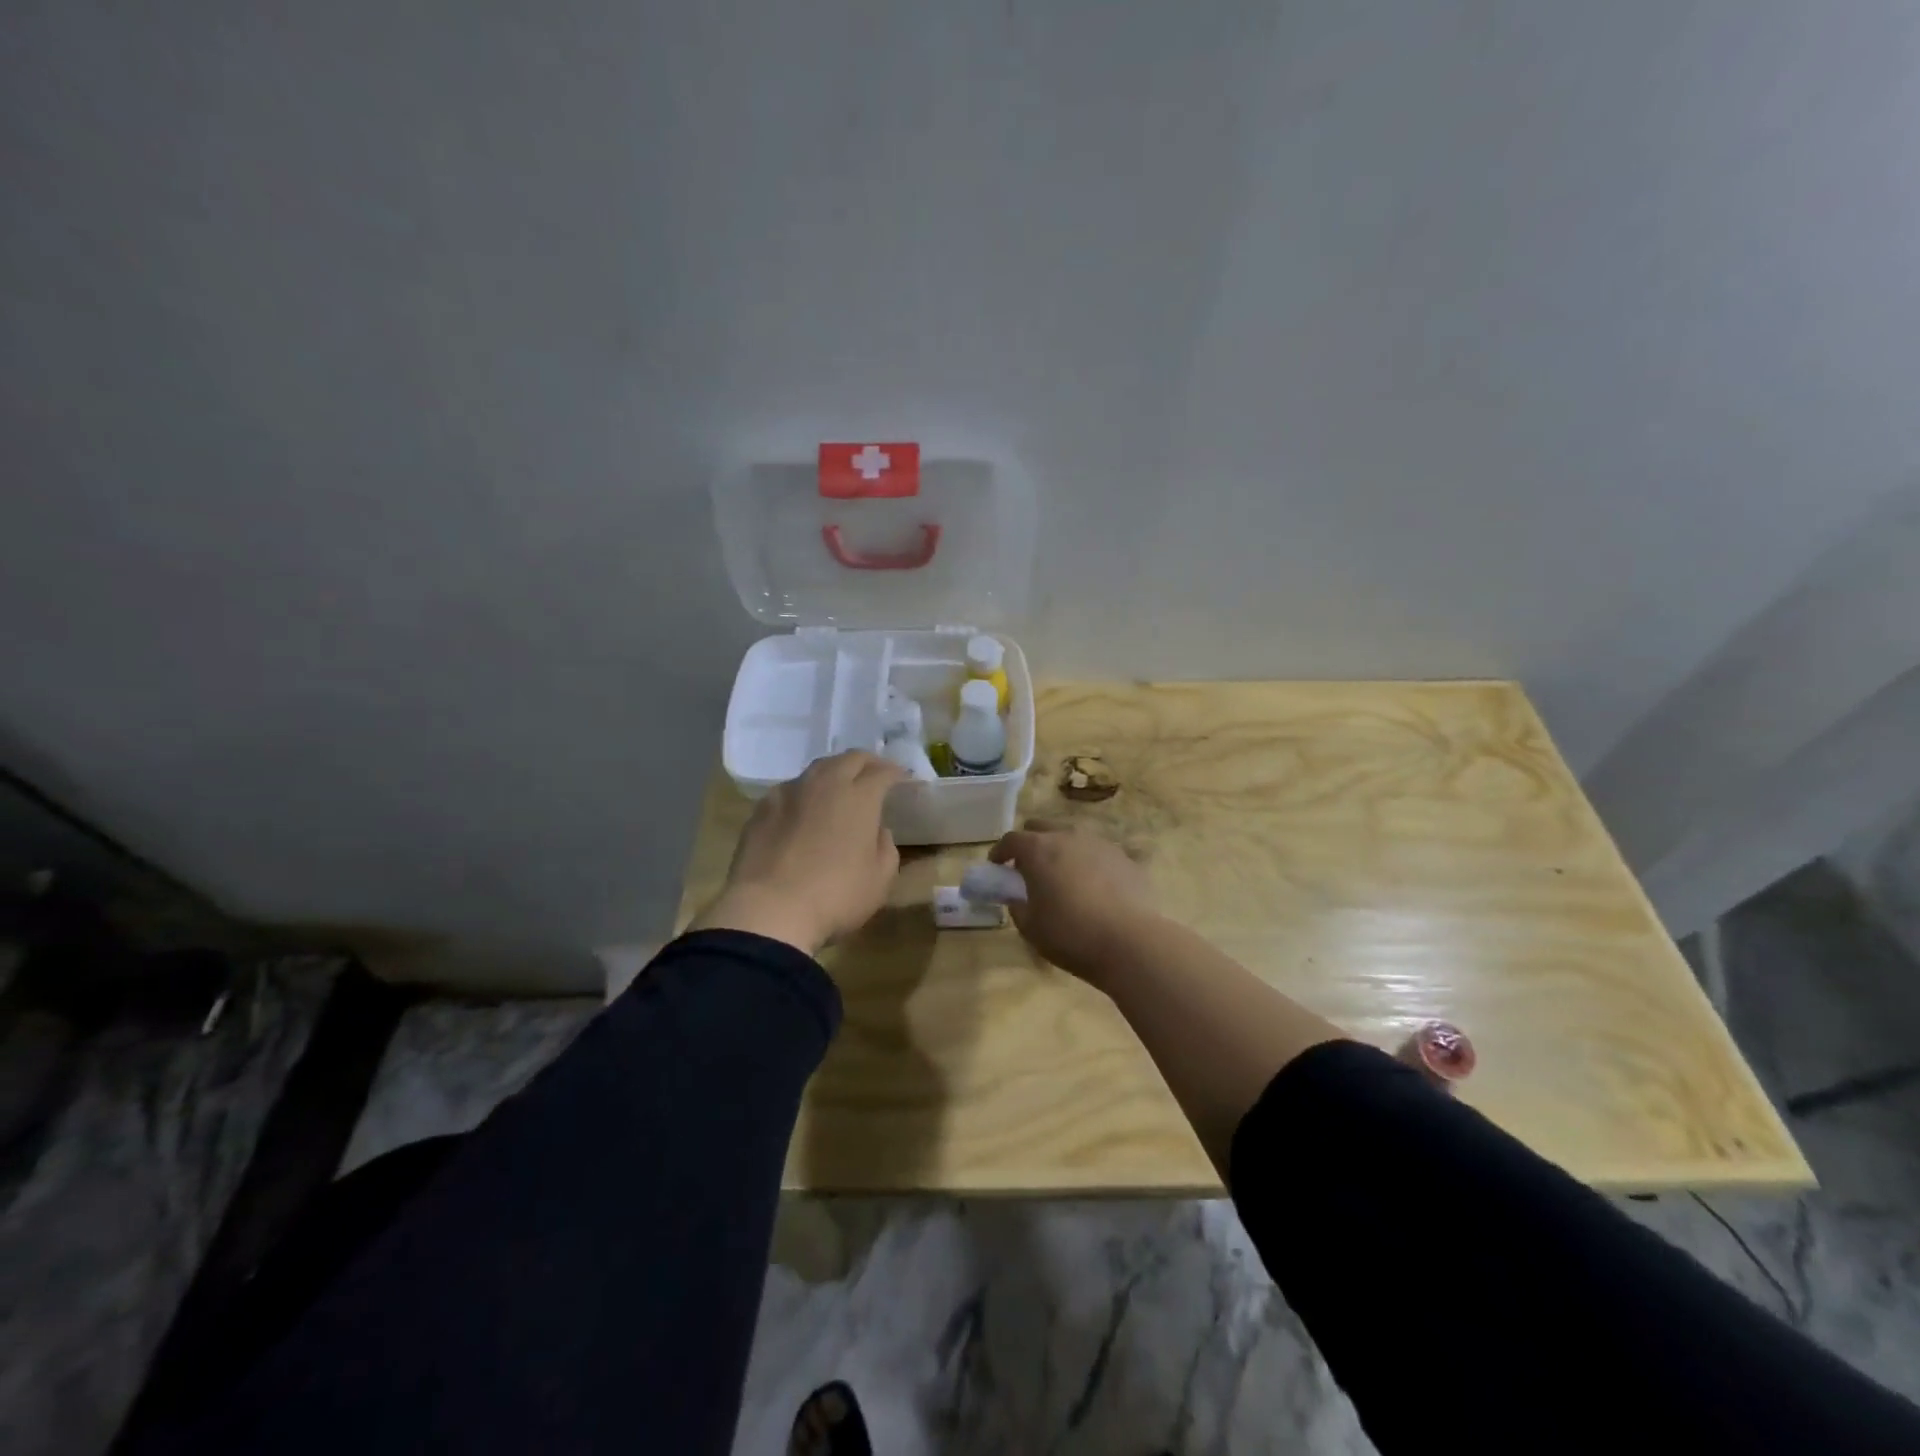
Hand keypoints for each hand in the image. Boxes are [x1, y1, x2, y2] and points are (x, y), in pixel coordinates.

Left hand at [691, 751, 905, 955]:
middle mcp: (826, 784)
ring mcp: (790, 792)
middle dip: (867, 763)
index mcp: (860, 797)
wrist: (769, 910)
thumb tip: (877, 830)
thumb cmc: (836, 896)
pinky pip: (790, 789)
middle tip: (875, 775)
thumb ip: (885, 846)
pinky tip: (803, 809)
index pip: (883, 772)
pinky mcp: (763, 808)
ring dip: (835, 773)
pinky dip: (804, 793)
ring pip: (818, 769)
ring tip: (839, 788)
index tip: (902, 779)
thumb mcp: (880, 879)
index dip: (895, 773)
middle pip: (850, 759)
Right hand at [988, 820, 1155, 986]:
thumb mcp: (1031, 928)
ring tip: (1063, 877)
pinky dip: (1089, 864)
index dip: (1000, 852)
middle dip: (1030, 844)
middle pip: (1041, 828)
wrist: (1131, 941)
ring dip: (1061, 851)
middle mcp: (1068, 836)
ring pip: (1072, 837)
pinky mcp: (1125, 858)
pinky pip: (1098, 854)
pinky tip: (1094, 888)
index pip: (1011, 839)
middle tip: (1028, 869)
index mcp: (1039, 849)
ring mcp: (1100, 843)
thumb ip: (1017, 907)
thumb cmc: (1071, 934)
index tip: (997, 866)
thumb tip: (1017, 898)